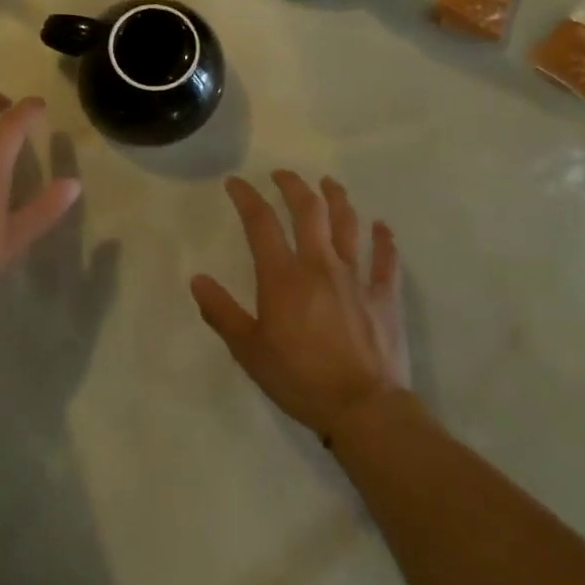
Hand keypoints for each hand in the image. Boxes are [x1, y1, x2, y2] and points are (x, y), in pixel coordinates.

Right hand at [190, 171, 409, 438]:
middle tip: (282, 175)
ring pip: (348, 225)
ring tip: (329, 183)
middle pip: (308, 211)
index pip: (261, 223)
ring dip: (337, 199)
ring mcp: (356, 278)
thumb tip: (197, 279)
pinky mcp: (384, 297)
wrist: (364, 409)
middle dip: (293, 186)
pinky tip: (382, 226)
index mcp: (283, 277)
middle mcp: (320, 265)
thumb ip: (221, 312)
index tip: (235, 183)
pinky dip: (384, 239)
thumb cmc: (300, 379)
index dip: (246, 197)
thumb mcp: (248, 351)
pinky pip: (387, 260)